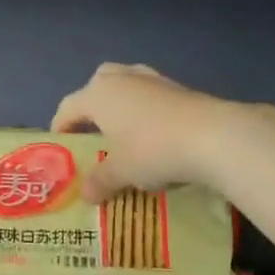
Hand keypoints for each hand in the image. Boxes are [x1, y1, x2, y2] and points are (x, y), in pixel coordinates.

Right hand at [51, 64, 260, 201]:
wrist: (213, 136)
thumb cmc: (152, 150)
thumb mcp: (121, 172)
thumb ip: (100, 181)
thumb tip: (86, 195)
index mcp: (98, 95)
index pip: (68, 107)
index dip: (61, 127)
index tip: (62, 146)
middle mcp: (122, 79)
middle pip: (97, 84)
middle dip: (92, 105)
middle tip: (95, 132)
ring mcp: (153, 79)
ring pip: (127, 84)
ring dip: (122, 103)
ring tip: (126, 131)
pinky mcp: (180, 87)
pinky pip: (152, 95)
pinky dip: (148, 109)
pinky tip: (156, 133)